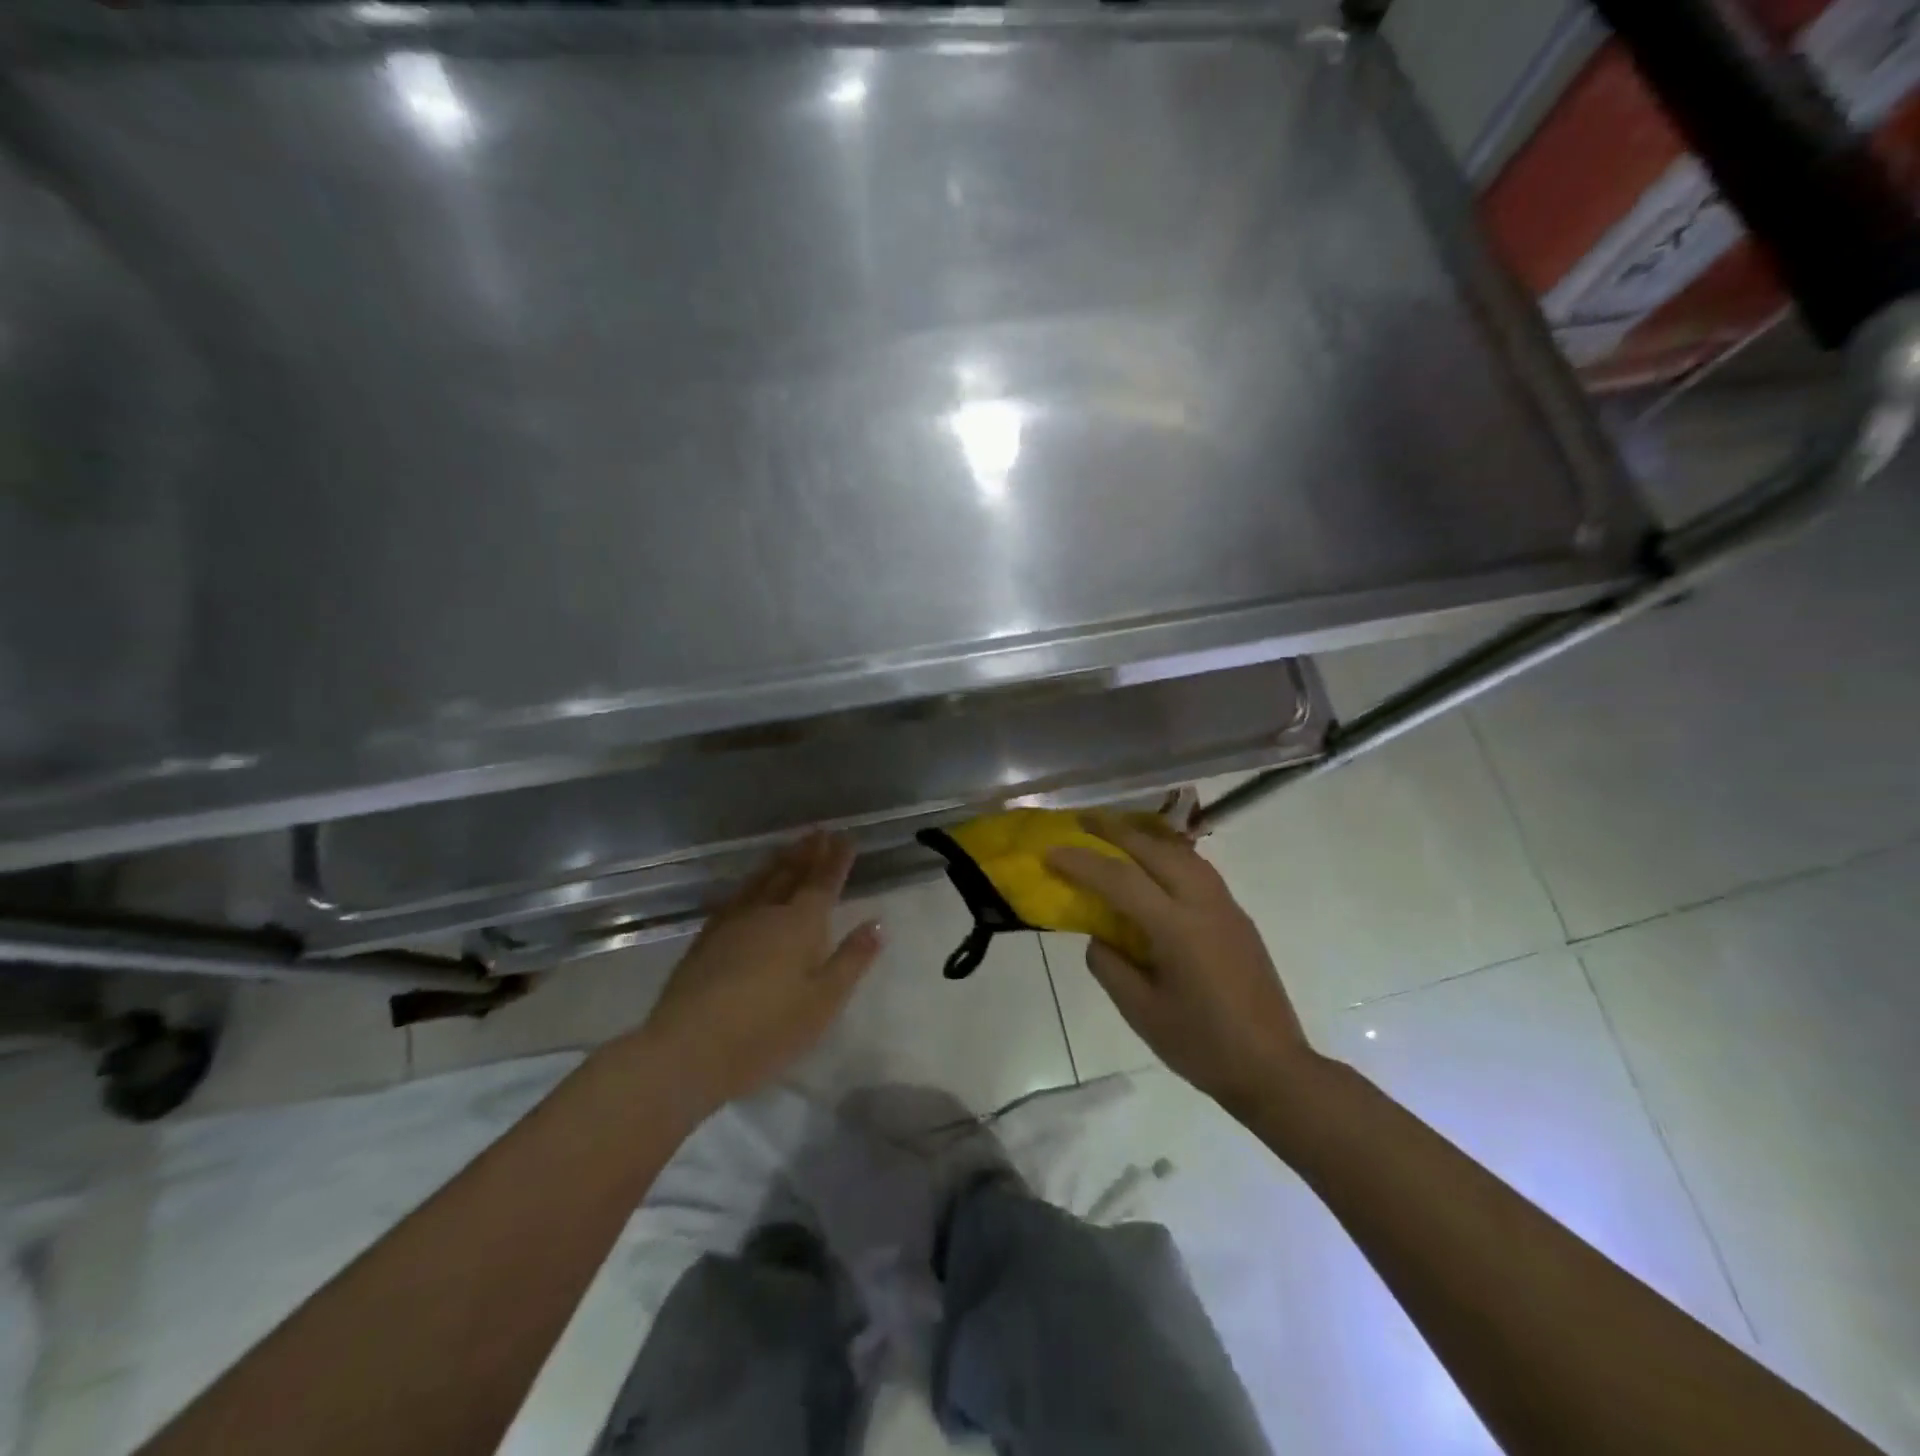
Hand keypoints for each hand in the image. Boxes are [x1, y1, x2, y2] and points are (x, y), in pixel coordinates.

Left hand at [634, 833, 882, 1119]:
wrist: (688, 1049)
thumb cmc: (767, 1030)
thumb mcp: (824, 1001)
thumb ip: (852, 959)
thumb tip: (878, 922)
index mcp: (801, 924)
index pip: (823, 883)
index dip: (836, 860)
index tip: (846, 837)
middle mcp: (767, 912)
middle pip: (791, 873)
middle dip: (808, 852)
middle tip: (819, 831)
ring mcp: (732, 923)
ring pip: (761, 880)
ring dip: (779, 861)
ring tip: (789, 847)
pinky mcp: (706, 939)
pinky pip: (735, 897)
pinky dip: (749, 883)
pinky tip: (748, 887)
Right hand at [1049, 811, 1317, 1116]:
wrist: (1273, 1069)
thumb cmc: (1202, 1045)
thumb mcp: (1141, 1012)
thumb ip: (1109, 966)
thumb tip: (1100, 936)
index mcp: (1178, 929)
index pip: (1121, 880)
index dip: (1082, 862)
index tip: (1050, 851)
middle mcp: (1204, 904)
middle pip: (1154, 849)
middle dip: (1115, 830)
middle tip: (1081, 820)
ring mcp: (1226, 907)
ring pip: (1181, 852)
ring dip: (1144, 836)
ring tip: (1116, 833)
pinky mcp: (1237, 917)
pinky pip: (1198, 868)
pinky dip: (1168, 854)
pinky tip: (1154, 864)